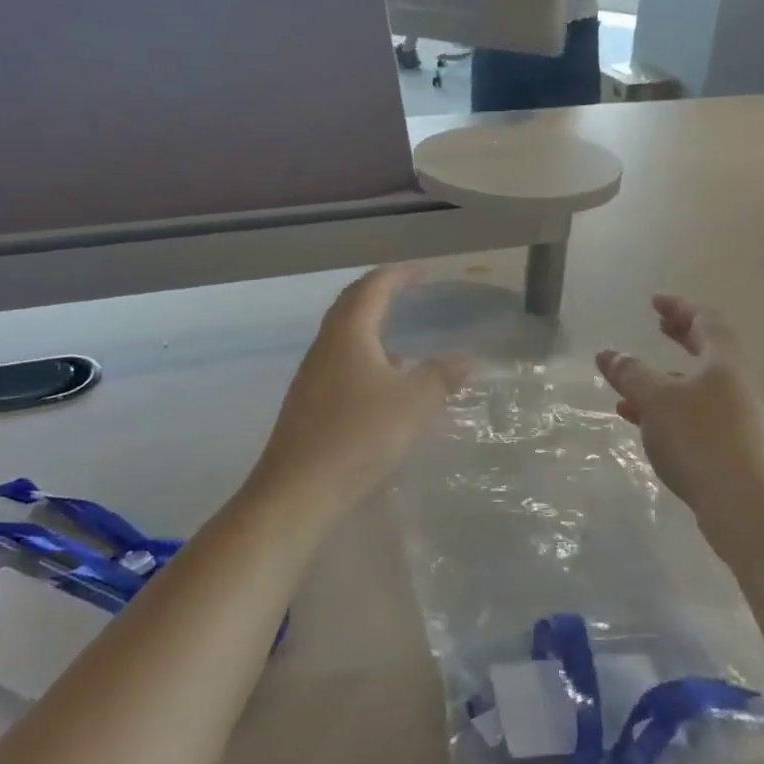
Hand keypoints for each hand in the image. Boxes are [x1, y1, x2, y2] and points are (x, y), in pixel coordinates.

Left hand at [251, 267, 469, 513]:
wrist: (298, 490)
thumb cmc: (359, 435)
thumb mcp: (413, 404)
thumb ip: (440, 376)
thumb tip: (465, 358)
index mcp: (348, 333)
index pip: (373, 287)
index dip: (399, 275)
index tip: (423, 273)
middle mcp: (325, 345)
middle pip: (351, 305)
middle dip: (380, 294)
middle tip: (408, 293)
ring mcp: (312, 375)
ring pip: (343, 336)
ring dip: (371, 329)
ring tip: (402, 343)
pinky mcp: (308, 402)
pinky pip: (339, 363)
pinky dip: (364, 358)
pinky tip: (383, 387)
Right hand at [597, 297, 763, 534]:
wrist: (742, 507)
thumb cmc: (699, 439)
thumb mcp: (656, 400)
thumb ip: (631, 374)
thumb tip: (608, 354)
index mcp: (724, 364)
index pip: (707, 321)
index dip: (680, 307)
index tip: (655, 303)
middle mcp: (735, 386)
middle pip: (708, 351)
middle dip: (680, 337)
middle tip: (657, 327)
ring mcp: (735, 419)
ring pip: (697, 386)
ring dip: (665, 378)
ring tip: (631, 383)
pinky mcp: (728, 449)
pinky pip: (692, 416)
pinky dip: (666, 410)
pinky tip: (638, 422)